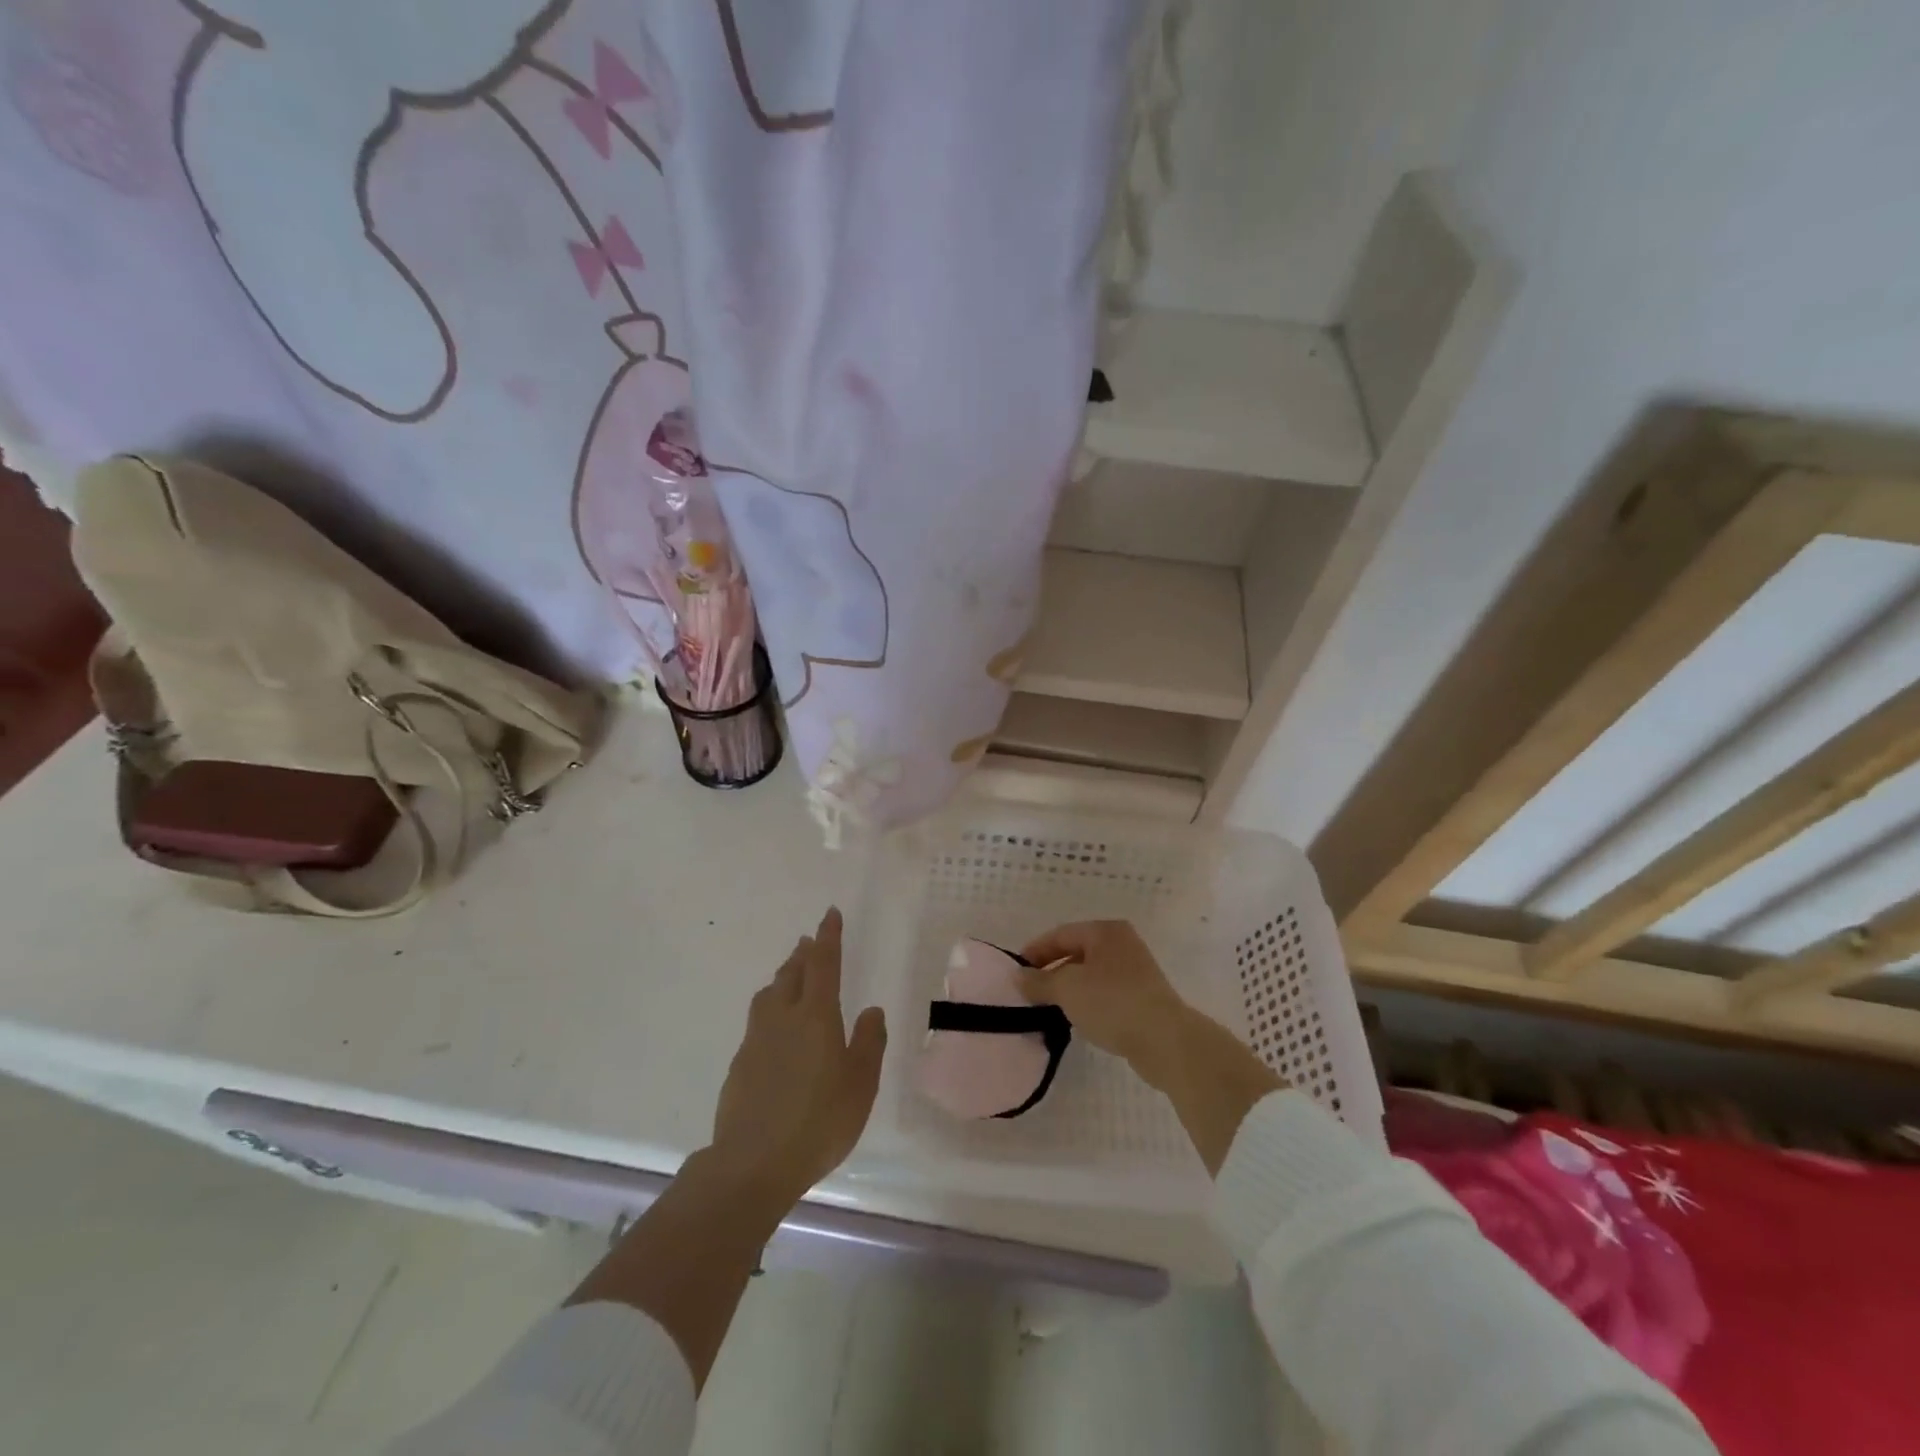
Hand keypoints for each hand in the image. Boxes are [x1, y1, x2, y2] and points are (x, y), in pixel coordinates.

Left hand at [706, 907, 887, 1210]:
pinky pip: (758, 1021)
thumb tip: (871, 1011)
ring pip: (770, 994)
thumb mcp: (860, 1085)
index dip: (829, 937)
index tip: (830, 913)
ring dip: (783, 976)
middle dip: (804, 953)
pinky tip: (776, 1028)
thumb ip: (868, 1043)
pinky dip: (771, 1008)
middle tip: (810, 941)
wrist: (752, 1164)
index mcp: (816, 1016)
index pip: (823, 963)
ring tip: (791, 974)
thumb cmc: (818, 1122)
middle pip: (792, 973)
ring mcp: (756, 1040)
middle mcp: (783, 1017)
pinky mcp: (740, 1064)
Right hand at [1018, 920, 1195, 1081]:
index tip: (1016, 973)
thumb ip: (1039, 981)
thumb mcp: (1067, 989)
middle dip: (1051, 972)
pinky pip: (1105, 993)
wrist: (1165, 1040)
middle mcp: (1122, 944)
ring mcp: (1136, 971)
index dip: (1035, 951)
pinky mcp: (1142, 998)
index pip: (1061, 934)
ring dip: (1069, 989)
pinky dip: (1087, 1002)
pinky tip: (1077, 1019)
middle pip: (1076, 953)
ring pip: (1090, 975)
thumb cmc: (1112, 1002)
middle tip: (1029, 992)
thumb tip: (1018, 977)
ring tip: (1049, 1008)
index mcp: (1105, 931)